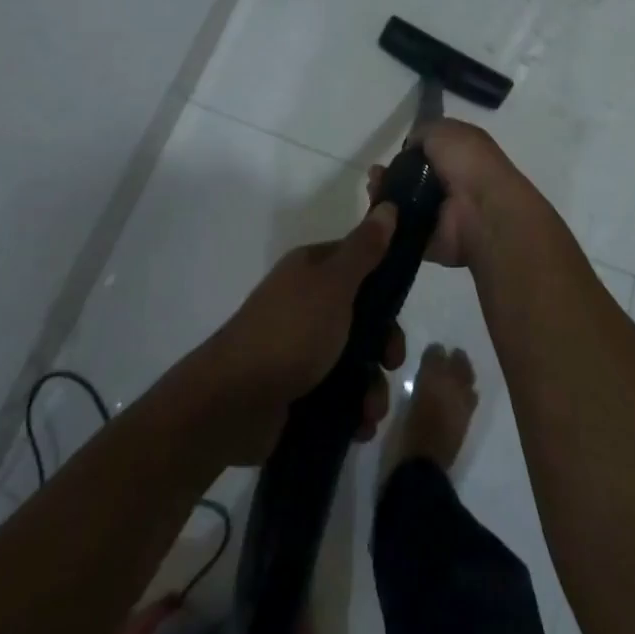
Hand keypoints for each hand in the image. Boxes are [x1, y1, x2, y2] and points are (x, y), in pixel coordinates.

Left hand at [189, 204, 406, 464]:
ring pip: (354, 360)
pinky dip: (353, 410)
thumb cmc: (290, 333)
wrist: (232, 403)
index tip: (401, 310)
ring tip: (370, 410)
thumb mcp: (334, 285)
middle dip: (384, 345)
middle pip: (363, 317)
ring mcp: (300, 348)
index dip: (385, 285)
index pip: (360, 264)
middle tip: (390, 363)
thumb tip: (388, 206)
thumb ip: (364, 250)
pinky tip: (359, 426)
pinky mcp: (297, 388)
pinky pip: (338, 394)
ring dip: (371, 387)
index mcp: (311, 271)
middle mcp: (306, 303)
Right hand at [364, 119, 547, 268]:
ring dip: (385, 197)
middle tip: (375, 175)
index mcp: (459, 157)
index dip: (406, 153)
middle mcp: (450, 185)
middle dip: (389, 176)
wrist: (482, 210)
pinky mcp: (428, 240)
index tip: (390, 154)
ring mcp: (440, 215)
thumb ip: (423, 132)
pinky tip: (377, 212)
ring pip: (402, 205)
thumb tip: (410, 144)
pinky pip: (400, 230)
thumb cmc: (468, 163)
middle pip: (410, 180)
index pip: (427, 154)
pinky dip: (387, 223)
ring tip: (373, 189)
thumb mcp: (445, 130)